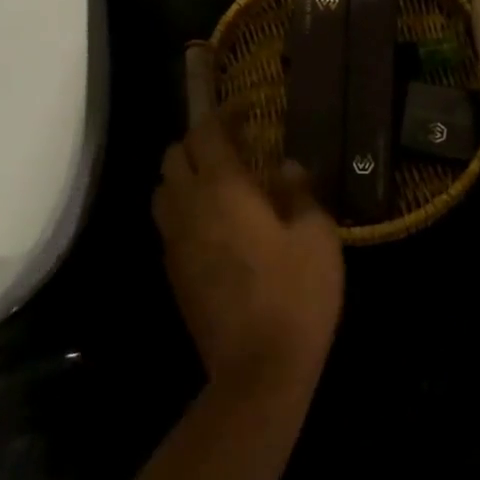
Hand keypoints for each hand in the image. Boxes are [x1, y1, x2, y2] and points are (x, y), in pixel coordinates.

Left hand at [153, 110, 343, 396]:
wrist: (259, 370)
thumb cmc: (297, 293)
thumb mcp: (316, 235)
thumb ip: (299, 191)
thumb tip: (285, 167)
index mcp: (224, 190)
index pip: (208, 133)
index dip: (225, 114)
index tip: (249, 109)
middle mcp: (190, 208)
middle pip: (174, 155)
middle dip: (200, 141)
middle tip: (236, 145)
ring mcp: (175, 242)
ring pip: (163, 189)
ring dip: (185, 174)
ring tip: (221, 181)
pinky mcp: (173, 271)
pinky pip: (168, 222)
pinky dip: (184, 207)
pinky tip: (216, 223)